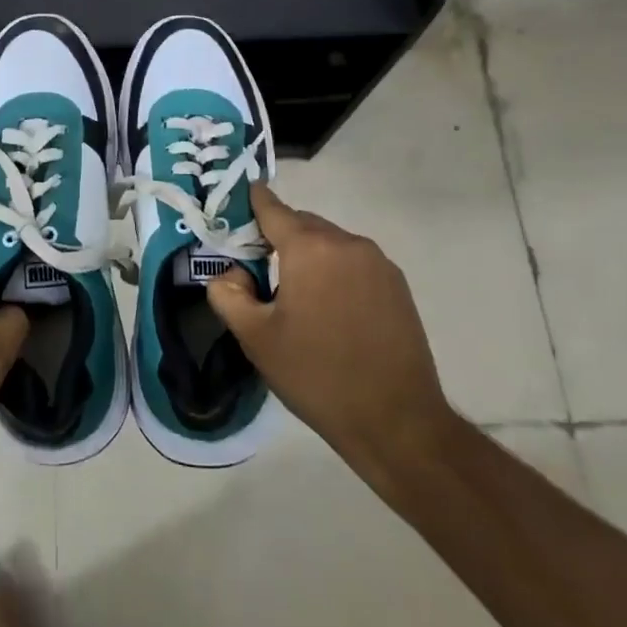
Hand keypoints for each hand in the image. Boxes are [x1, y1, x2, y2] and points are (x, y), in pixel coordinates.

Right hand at [206, 185, 456, 491]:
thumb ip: (228, 294)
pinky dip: (335, 272)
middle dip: (278, 238)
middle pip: (301, 224)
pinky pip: (354, 262)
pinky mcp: (397, 285)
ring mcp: (378, 262)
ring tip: (297, 298)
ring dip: (309, 256)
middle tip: (258, 270)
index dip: (250, 204)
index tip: (233, 208)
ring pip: (329, 243)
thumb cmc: (318, 376)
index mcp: (309, 248)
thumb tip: (231, 273)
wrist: (398, 422)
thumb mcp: (256, 339)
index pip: (271, 208)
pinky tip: (331, 311)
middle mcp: (346, 242)